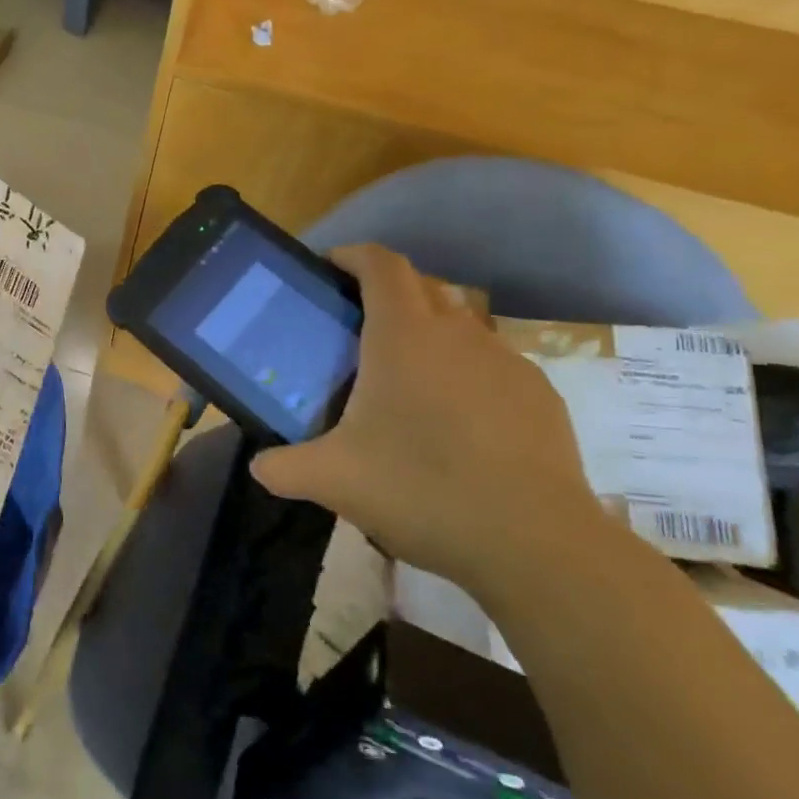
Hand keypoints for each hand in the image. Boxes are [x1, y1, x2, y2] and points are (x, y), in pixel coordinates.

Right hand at [250, 244, 611, 604]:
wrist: (533, 542)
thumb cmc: (420, 489)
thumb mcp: (333, 480)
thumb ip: (285, 468)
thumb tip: (259, 467)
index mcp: (403, 336)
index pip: (381, 265)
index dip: (354, 255)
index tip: (330, 267)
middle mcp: (457, 334)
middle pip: (421, 285)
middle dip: (387, 292)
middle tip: (356, 329)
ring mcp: (506, 361)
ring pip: (459, 325)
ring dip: (428, 334)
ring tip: (405, 381)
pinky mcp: (539, 395)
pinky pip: (491, 364)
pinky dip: (464, 373)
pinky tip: (455, 423)